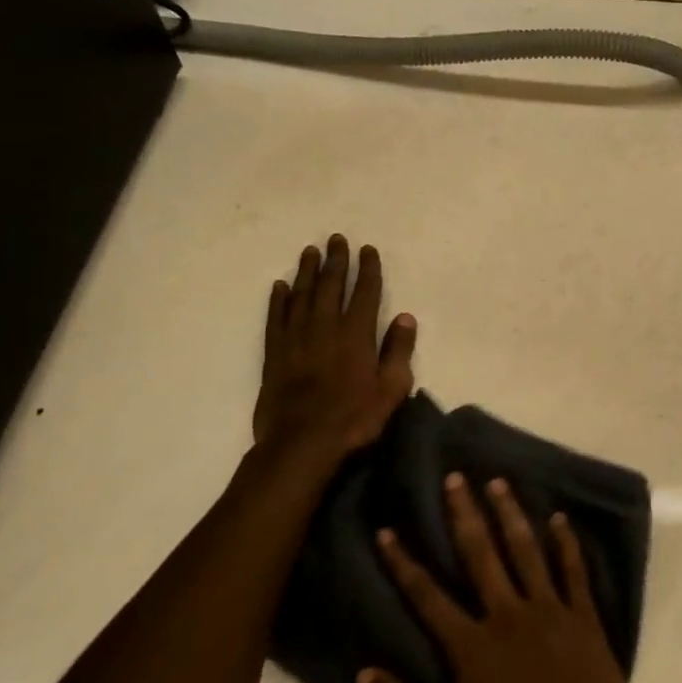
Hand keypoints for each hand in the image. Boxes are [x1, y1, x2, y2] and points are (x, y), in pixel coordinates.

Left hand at [251, 235, 416, 456]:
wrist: (302, 443)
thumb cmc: (354, 419)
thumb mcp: (391, 389)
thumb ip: (399, 352)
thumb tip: (406, 318)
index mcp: (357, 335)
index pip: (366, 293)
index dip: (368, 269)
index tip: (367, 250)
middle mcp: (326, 327)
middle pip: (331, 286)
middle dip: (336, 261)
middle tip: (336, 239)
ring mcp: (296, 338)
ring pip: (302, 295)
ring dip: (307, 272)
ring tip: (310, 252)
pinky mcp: (275, 353)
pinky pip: (276, 318)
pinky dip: (278, 300)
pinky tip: (280, 286)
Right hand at [357, 475, 637, 682]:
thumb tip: (366, 671)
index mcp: (473, 649)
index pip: (428, 596)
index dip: (404, 562)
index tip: (388, 530)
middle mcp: (509, 617)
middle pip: (481, 555)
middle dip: (464, 514)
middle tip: (455, 477)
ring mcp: (552, 615)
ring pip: (527, 551)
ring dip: (511, 514)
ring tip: (499, 482)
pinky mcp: (586, 622)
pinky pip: (574, 573)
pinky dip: (567, 544)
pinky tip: (560, 519)